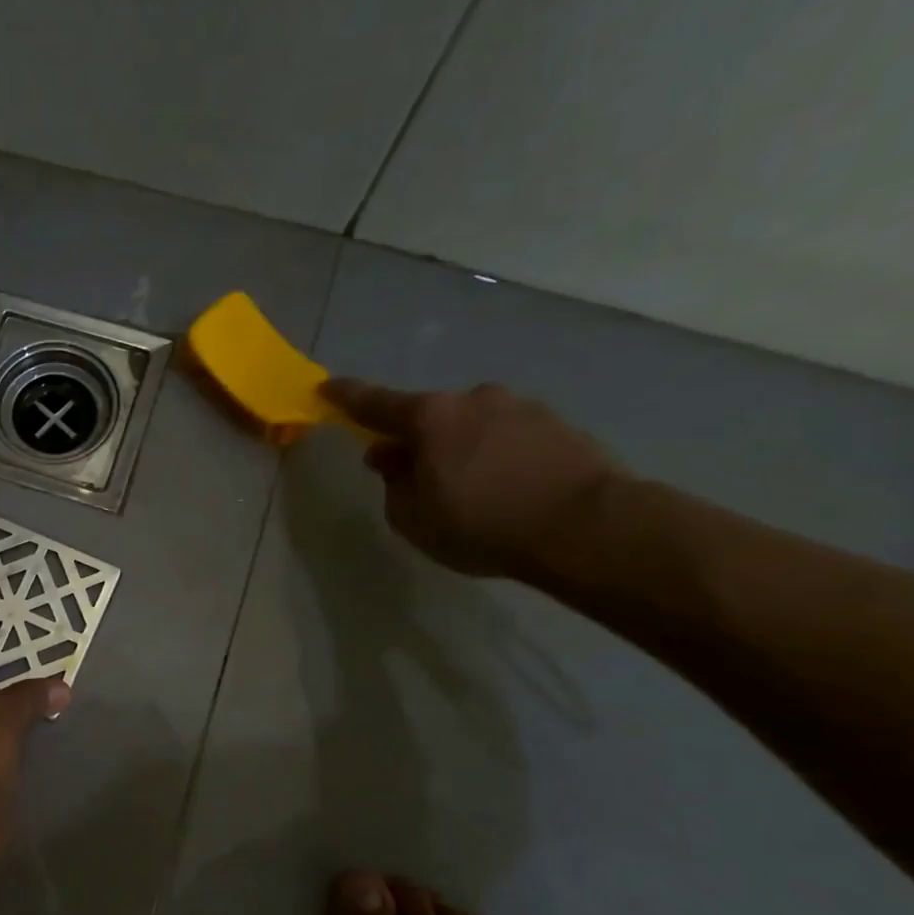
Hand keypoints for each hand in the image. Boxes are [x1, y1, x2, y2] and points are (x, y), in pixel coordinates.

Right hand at [322, 379, 618, 578]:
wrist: (586, 527)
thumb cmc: (483, 525)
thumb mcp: (414, 519)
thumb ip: (393, 484)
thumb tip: (388, 456)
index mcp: (430, 418)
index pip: (375, 403)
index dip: (347, 397)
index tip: (327, 387)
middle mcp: (473, 400)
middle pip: (431, 417)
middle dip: (419, 440)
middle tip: (420, 477)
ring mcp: (521, 407)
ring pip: (474, 426)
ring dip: (464, 449)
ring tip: (476, 492)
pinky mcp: (558, 424)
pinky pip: (511, 437)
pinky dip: (501, 456)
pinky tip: (512, 490)